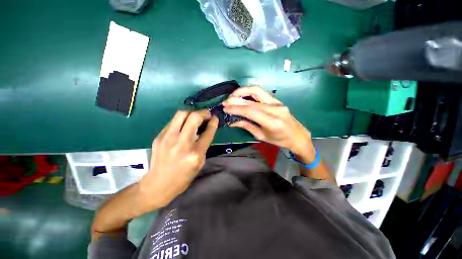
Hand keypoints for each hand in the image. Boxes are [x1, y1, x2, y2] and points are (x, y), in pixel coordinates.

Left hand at [139, 110, 218, 208]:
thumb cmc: (183, 177)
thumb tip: (206, 130)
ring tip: (195, 117)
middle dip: (203, 113)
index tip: (215, 118)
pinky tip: (184, 125)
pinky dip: (182, 120)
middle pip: (194, 117)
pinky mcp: (159, 136)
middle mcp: (182, 143)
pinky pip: (173, 121)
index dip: (214, 122)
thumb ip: (203, 145)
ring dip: (191, 113)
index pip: (208, 132)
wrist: (158, 184)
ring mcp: (168, 138)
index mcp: (195, 153)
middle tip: (207, 115)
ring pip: (181, 114)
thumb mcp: (200, 163)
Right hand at [222, 86, 315, 162]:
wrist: (297, 135)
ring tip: (232, 96)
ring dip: (242, 91)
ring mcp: (277, 102)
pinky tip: (242, 95)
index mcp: (272, 122)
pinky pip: (261, 92)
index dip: (236, 108)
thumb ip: (247, 126)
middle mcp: (275, 109)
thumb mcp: (261, 136)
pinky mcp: (277, 99)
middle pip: (252, 100)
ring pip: (257, 90)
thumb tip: (232, 121)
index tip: (225, 108)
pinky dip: (249, 92)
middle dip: (236, 99)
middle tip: (225, 102)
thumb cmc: (279, 140)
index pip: (251, 111)